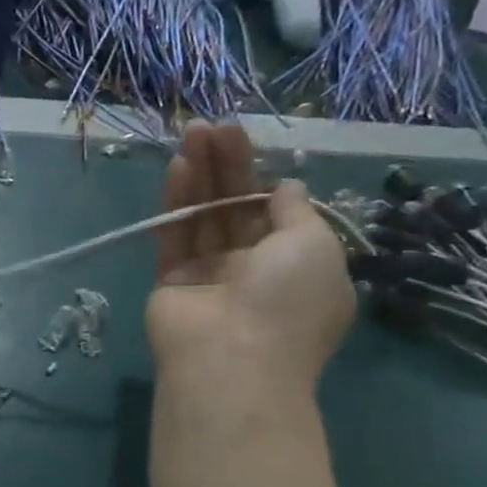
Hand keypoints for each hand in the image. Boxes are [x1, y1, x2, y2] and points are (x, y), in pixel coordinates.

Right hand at [145, 121, 353, 392]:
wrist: (230, 361)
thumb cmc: (287, 301)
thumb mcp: (314, 245)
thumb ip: (296, 210)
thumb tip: (286, 186)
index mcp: (297, 266)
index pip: (277, 212)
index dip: (263, 177)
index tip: (249, 145)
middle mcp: (254, 269)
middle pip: (237, 207)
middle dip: (228, 165)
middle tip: (215, 125)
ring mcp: (210, 275)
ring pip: (204, 216)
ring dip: (200, 174)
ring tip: (194, 131)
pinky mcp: (172, 279)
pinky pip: (176, 234)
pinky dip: (176, 202)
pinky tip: (178, 165)